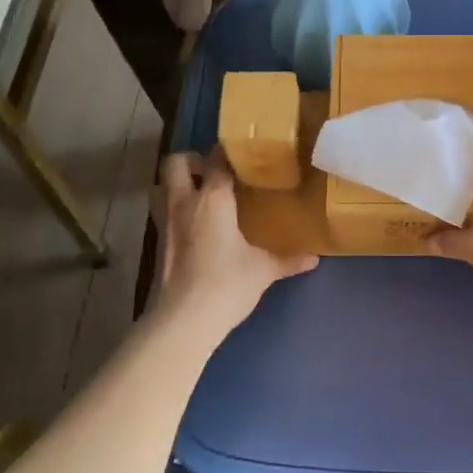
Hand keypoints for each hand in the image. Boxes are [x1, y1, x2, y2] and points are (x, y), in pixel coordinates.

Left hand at [153, 150, 317, 335]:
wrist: (182, 321)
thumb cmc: (226, 284)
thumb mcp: (263, 270)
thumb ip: (288, 260)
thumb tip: (314, 258)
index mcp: (212, 198)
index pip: (216, 159)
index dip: (228, 151)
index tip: (244, 152)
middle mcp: (184, 202)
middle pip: (175, 162)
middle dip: (191, 160)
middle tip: (213, 171)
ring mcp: (166, 222)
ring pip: (160, 186)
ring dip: (176, 184)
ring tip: (200, 194)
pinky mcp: (157, 244)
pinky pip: (162, 213)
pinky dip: (175, 210)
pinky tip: (195, 226)